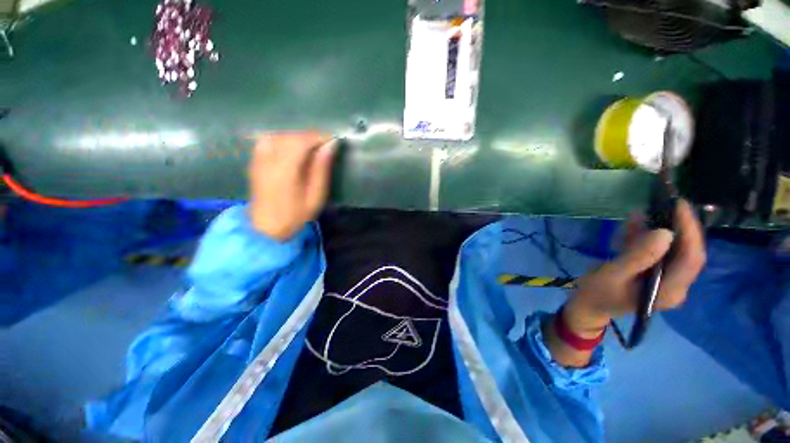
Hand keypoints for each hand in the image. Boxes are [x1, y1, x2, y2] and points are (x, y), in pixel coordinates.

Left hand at [247, 133, 335, 240]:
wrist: (266, 227)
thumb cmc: (295, 215)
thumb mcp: (315, 196)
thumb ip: (321, 169)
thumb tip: (330, 145)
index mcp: (285, 170)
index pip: (301, 141)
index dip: (319, 136)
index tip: (333, 139)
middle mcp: (268, 159)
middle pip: (290, 136)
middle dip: (310, 136)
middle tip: (325, 145)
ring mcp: (258, 159)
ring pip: (278, 135)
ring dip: (297, 137)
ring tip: (310, 147)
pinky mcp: (254, 161)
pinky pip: (268, 140)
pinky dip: (283, 139)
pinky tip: (291, 149)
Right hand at [564, 199, 706, 336]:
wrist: (589, 306)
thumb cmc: (596, 293)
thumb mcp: (611, 275)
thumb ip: (637, 257)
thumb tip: (664, 232)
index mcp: (668, 291)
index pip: (691, 259)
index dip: (689, 231)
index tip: (679, 206)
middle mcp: (676, 287)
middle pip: (688, 253)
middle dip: (680, 227)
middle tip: (668, 203)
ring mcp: (669, 282)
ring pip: (676, 251)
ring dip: (664, 230)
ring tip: (649, 212)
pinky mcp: (659, 275)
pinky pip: (661, 252)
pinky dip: (650, 237)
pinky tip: (637, 225)